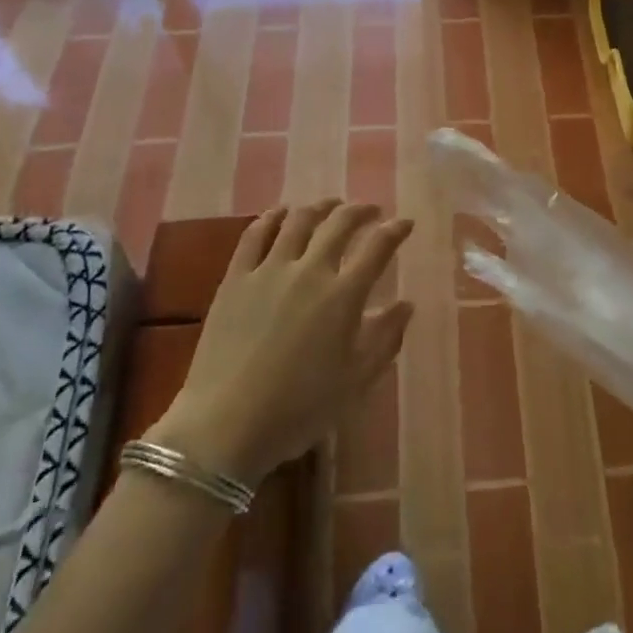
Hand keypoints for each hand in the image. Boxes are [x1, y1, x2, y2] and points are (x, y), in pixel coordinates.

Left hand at [151, 202, 413, 482]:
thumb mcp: (354, 382)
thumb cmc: (298, 410)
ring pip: (299, 220)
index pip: (377, 247)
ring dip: (320, 207)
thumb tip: (406, 304)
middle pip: (339, 223)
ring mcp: (270, 270)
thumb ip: (385, 339)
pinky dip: (271, 217)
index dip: (395, 230)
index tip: (405, 222)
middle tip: (370, 211)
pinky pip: (255, 234)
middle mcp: (310, 270)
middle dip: (360, 210)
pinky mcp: (236, 277)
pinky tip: (280, 213)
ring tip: (329, 206)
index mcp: (343, 296)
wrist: (225, 426)